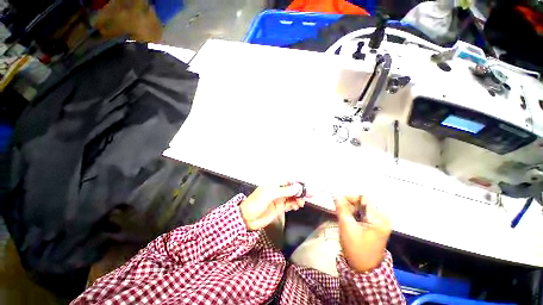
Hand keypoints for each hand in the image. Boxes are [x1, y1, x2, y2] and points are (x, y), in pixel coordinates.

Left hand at [240, 183, 305, 230]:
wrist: (247, 218)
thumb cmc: (256, 202)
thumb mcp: (270, 194)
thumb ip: (285, 191)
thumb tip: (298, 187)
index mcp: (275, 184)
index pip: (289, 181)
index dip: (298, 182)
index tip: (308, 184)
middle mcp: (278, 190)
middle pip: (292, 189)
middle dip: (301, 191)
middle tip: (311, 194)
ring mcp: (280, 199)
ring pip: (293, 197)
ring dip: (299, 199)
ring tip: (302, 203)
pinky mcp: (280, 208)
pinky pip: (290, 205)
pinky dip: (295, 205)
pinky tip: (297, 206)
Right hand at [335, 195, 390, 272]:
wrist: (363, 269)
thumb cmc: (356, 248)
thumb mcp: (346, 226)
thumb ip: (341, 208)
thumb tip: (335, 193)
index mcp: (379, 218)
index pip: (363, 199)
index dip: (348, 198)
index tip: (337, 203)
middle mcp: (382, 218)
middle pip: (362, 203)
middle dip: (349, 206)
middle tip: (339, 212)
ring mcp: (380, 222)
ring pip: (361, 208)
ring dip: (350, 210)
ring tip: (343, 218)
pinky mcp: (375, 226)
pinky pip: (363, 214)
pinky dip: (354, 215)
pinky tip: (349, 221)